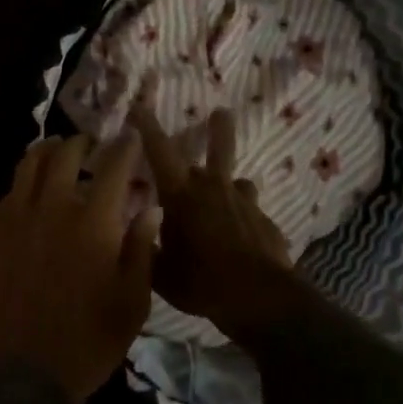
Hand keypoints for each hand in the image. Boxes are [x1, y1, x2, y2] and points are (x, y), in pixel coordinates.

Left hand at [0, 133, 158, 403]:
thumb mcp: (132, 302)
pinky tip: (29, 191)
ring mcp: (16, 218)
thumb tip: (151, 209)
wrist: (22, 373)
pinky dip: (24, 182)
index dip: (125, 147)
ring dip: (47, 151)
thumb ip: (141, 248)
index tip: (130, 138)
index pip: (114, 166)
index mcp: (94, 221)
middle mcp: (53, 207)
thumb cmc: (89, 341)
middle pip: (66, 155)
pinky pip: (9, 193)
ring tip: (56, 150)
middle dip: (82, 143)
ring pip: (29, 165)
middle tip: (91, 145)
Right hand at [130, 100, 302, 347]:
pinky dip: (244, 218)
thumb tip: (137, 230)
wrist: (259, 298)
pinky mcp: (265, 221)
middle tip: (222, 112)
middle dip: (217, 128)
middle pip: (218, 148)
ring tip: (230, 190)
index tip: (139, 105)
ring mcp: (244, 203)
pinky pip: (251, 212)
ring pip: (238, 179)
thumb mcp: (160, 272)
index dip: (147, 125)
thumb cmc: (200, 281)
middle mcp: (212, 188)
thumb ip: (147, 247)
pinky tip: (244, 237)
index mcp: (180, 194)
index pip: (159, 149)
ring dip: (231, 182)